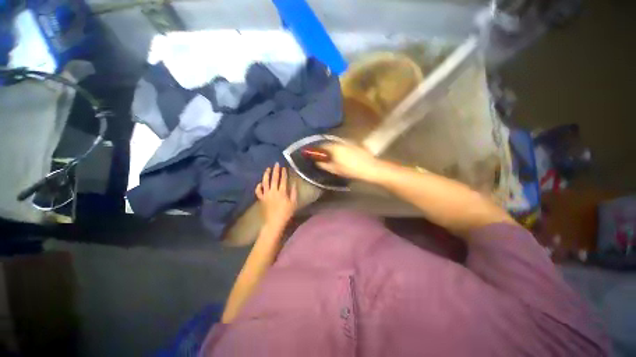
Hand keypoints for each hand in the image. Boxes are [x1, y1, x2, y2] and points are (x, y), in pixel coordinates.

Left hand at [255, 163, 297, 229]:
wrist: (274, 222)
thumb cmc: (286, 213)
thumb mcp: (293, 203)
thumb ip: (294, 192)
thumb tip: (294, 183)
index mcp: (282, 192)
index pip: (283, 180)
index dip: (284, 173)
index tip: (284, 167)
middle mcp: (273, 191)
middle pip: (274, 179)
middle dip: (275, 170)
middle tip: (276, 164)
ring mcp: (266, 194)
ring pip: (265, 182)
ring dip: (266, 175)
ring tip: (267, 169)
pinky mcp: (261, 199)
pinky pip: (258, 191)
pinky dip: (258, 186)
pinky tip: (260, 183)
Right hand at [317, 143, 379, 180]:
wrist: (370, 167)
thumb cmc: (350, 170)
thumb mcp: (335, 170)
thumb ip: (324, 165)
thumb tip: (317, 162)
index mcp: (334, 148)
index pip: (322, 146)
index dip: (317, 150)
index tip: (316, 155)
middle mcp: (340, 142)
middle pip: (330, 144)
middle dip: (326, 149)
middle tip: (325, 157)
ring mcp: (349, 142)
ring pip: (337, 144)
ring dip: (334, 149)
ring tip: (335, 157)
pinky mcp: (355, 144)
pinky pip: (344, 145)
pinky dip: (341, 149)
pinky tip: (344, 156)